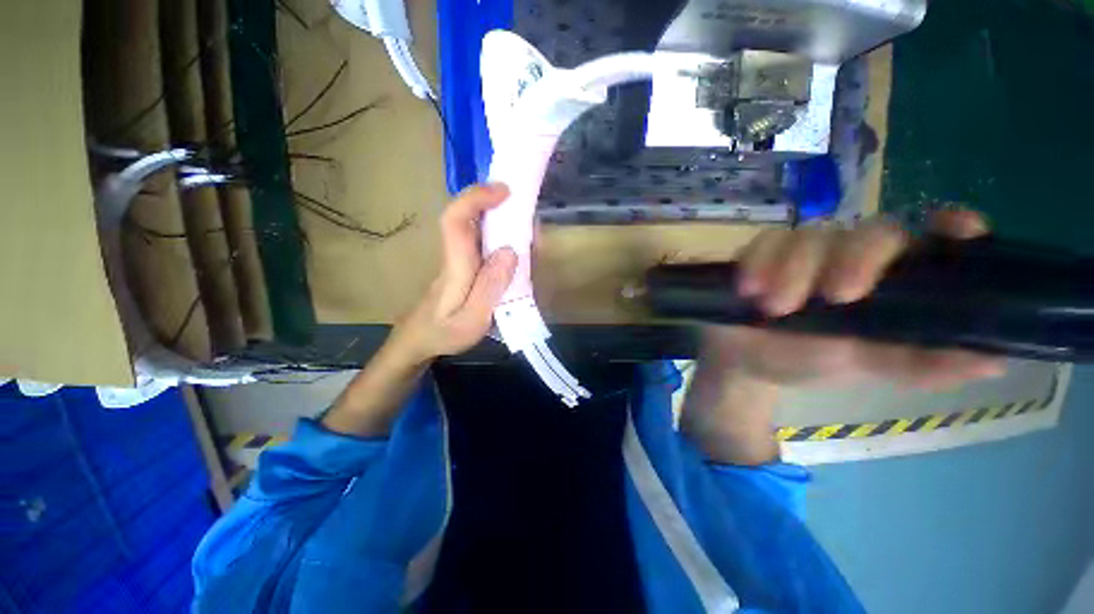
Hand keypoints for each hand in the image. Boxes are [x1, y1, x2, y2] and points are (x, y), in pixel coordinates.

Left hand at [387, 184, 517, 363]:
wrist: (419, 341)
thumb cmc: (443, 334)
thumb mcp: (470, 321)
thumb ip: (490, 288)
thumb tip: (510, 251)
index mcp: (455, 266)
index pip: (455, 220)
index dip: (476, 198)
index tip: (505, 191)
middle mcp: (456, 255)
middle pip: (467, 217)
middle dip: (494, 202)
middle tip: (525, 206)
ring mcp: (460, 259)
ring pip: (477, 228)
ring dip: (501, 218)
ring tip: (528, 227)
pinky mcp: (465, 266)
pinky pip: (483, 243)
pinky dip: (502, 236)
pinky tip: (518, 247)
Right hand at [705, 209, 1006, 390]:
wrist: (744, 362)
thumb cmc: (806, 363)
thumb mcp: (866, 368)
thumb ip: (918, 364)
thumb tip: (993, 361)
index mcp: (888, 280)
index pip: (930, 239)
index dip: (950, 228)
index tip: (956, 231)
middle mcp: (850, 256)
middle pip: (868, 232)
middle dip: (856, 259)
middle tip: (836, 297)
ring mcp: (802, 252)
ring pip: (810, 235)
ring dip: (793, 268)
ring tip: (773, 307)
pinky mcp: (761, 253)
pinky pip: (762, 243)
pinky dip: (757, 261)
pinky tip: (749, 289)